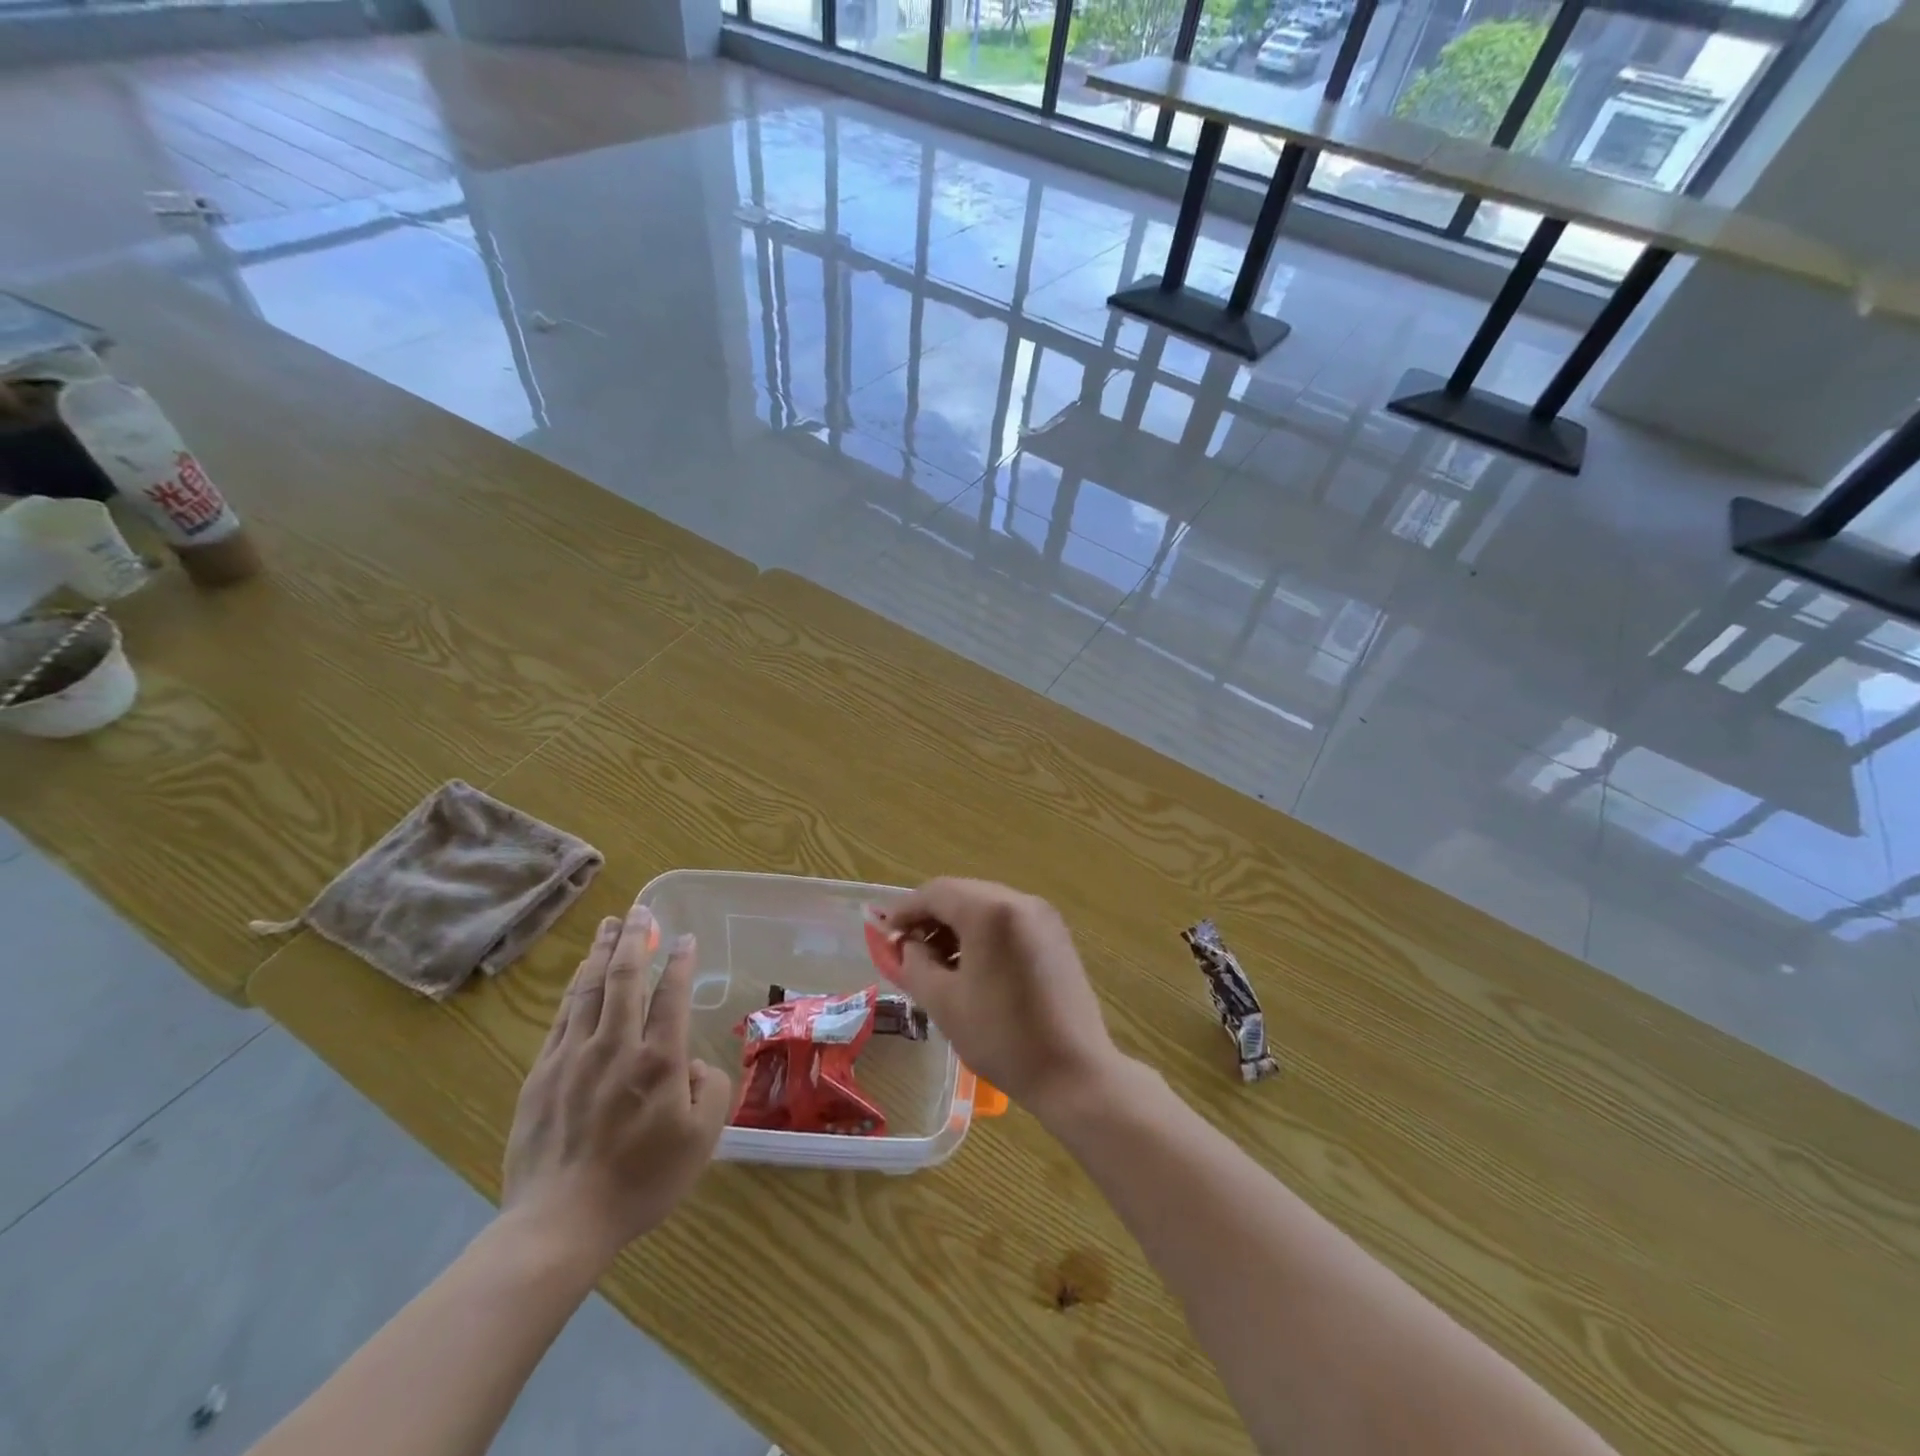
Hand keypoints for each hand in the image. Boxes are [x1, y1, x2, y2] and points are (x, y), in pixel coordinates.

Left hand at [501, 900, 731, 1269]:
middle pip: (624, 977)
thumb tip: (691, 1064)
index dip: (679, 961)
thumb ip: (710, 1090)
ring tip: (609, 924)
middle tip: (641, 910)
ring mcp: (573, 1056)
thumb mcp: (701, 1140)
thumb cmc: (641, 1182)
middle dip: (635, 938)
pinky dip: (574, 988)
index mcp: (658, 1059)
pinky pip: (562, 1017)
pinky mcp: (542, 1074)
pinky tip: (580, 975)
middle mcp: (616, 1045)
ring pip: (588, 989)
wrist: (559, 1224)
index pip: (671, 993)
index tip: (684, 937)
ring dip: (601, 952)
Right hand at [875, 878, 1124, 1120]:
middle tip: (908, 949)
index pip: (936, 892)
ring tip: (937, 963)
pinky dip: (984, 933)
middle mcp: (1020, 901)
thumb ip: (914, 963)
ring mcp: (1044, 917)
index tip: (885, 933)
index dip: (905, 909)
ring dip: (957, 925)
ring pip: (986, 906)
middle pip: (962, 894)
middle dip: (931, 917)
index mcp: (991, 911)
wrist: (1074, 1072)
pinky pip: (1009, 921)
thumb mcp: (943, 1002)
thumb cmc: (1002, 1037)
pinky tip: (973, 966)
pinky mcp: (1057, 936)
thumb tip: (906, 944)